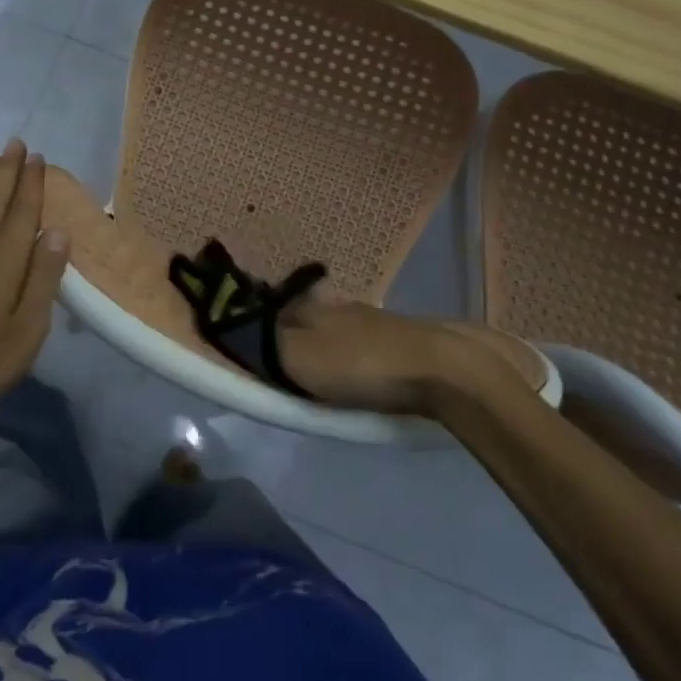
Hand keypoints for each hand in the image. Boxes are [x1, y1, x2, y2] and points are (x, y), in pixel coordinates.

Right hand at [279, 298, 542, 415]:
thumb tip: (238, 331)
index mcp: (312, 307)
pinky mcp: (405, 339)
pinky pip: (368, 345)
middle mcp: (341, 306)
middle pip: (308, 318)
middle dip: (297, 336)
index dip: (261, 329)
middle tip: (289, 367)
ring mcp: (377, 320)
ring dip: (330, 345)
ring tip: (325, 374)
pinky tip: (364, 372)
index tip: (255, 351)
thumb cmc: (361, 364)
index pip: (275, 311)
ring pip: (340, 329)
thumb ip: (265, 347)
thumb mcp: (299, 358)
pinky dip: (359, 356)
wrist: (442, 367)